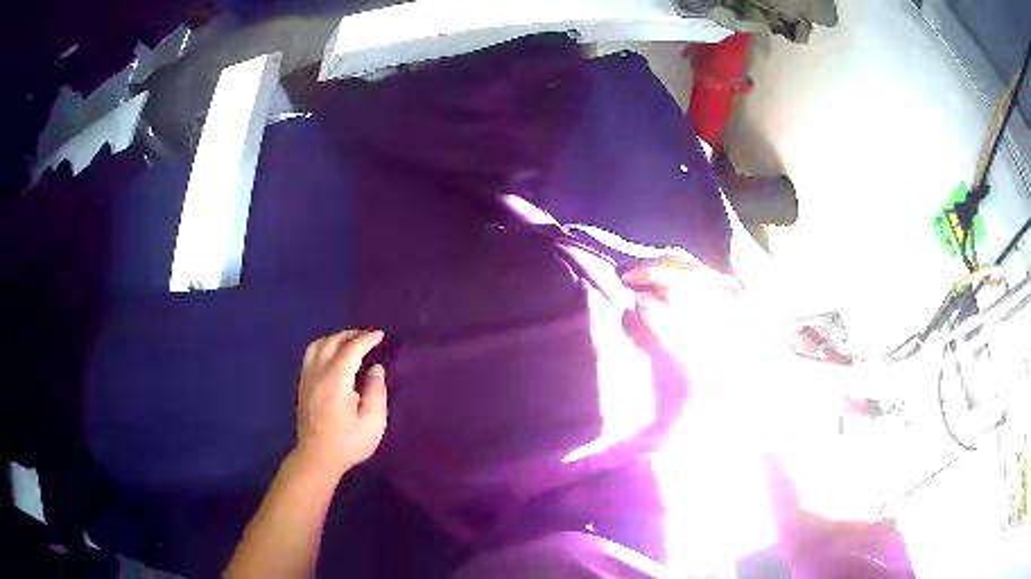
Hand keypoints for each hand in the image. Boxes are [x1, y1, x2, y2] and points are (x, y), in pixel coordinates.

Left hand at [295, 329, 387, 477]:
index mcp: (335, 382)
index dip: (366, 339)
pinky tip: (333, 356)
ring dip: (335, 339)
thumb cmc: (347, 443)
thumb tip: (375, 369)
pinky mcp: (302, 385)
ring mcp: (307, 378)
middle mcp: (318, 374)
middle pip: (331, 342)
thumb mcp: (372, 423)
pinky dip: (324, 347)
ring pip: (317, 345)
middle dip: (351, 335)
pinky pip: (311, 355)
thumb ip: (376, 393)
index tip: (380, 335)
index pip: (350, 350)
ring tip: (350, 343)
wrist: (317, 458)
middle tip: (368, 336)